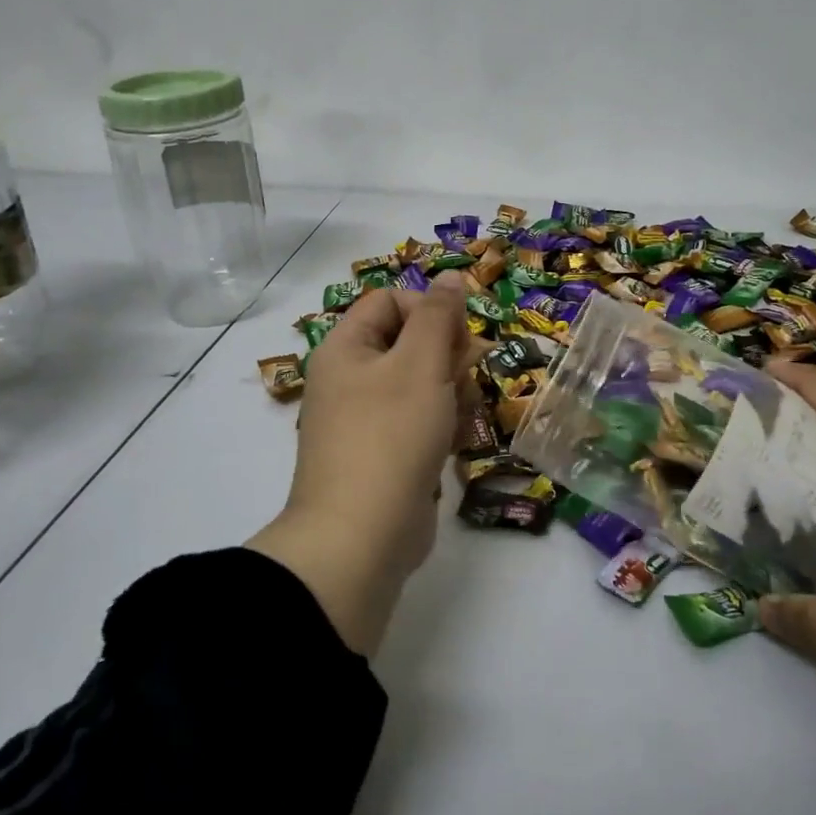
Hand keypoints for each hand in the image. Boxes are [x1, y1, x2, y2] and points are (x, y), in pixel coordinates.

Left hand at [249, 272, 477, 654]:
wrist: (361, 538)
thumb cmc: (391, 436)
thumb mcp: (421, 364)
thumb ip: (438, 315)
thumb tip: (449, 276)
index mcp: (345, 348)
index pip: (390, 301)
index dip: (429, 308)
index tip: (460, 334)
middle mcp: (350, 379)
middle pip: (409, 341)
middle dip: (447, 354)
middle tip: (470, 373)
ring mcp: (366, 420)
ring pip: (421, 384)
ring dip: (451, 391)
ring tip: (461, 415)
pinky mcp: (385, 455)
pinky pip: (419, 422)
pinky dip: (441, 425)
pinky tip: (456, 442)